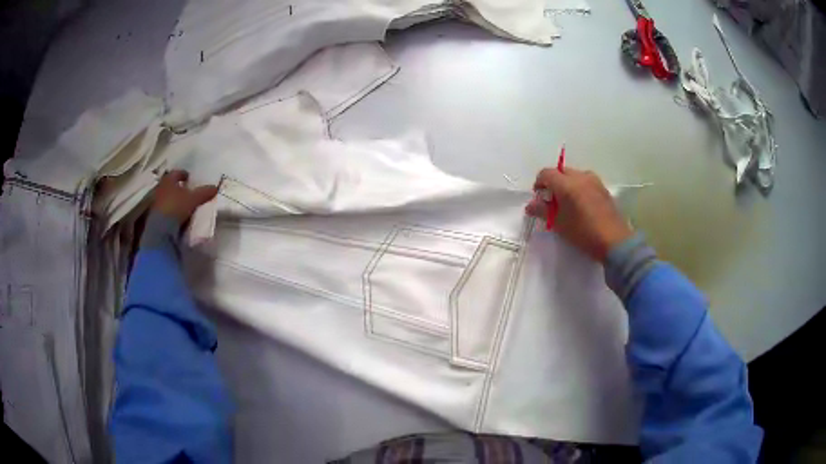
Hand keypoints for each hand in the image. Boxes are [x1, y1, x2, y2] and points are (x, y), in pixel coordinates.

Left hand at [152, 170, 218, 223]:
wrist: (160, 228)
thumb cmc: (176, 206)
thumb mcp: (193, 199)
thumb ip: (203, 193)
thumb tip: (215, 187)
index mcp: (168, 180)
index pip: (176, 173)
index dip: (183, 174)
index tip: (188, 177)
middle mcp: (159, 188)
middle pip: (168, 185)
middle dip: (175, 187)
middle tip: (183, 191)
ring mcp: (154, 202)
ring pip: (164, 197)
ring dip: (170, 199)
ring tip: (179, 204)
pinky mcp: (152, 214)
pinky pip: (161, 209)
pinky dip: (167, 210)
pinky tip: (173, 215)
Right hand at [526, 167, 632, 261]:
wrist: (614, 241)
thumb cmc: (583, 233)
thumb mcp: (559, 224)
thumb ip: (542, 211)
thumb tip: (531, 205)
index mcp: (566, 183)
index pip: (546, 173)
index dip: (539, 183)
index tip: (538, 196)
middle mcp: (580, 176)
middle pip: (561, 172)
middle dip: (553, 183)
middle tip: (552, 201)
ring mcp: (594, 181)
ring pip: (575, 175)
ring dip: (567, 184)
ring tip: (567, 203)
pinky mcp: (603, 189)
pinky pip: (586, 182)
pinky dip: (579, 188)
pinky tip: (581, 205)